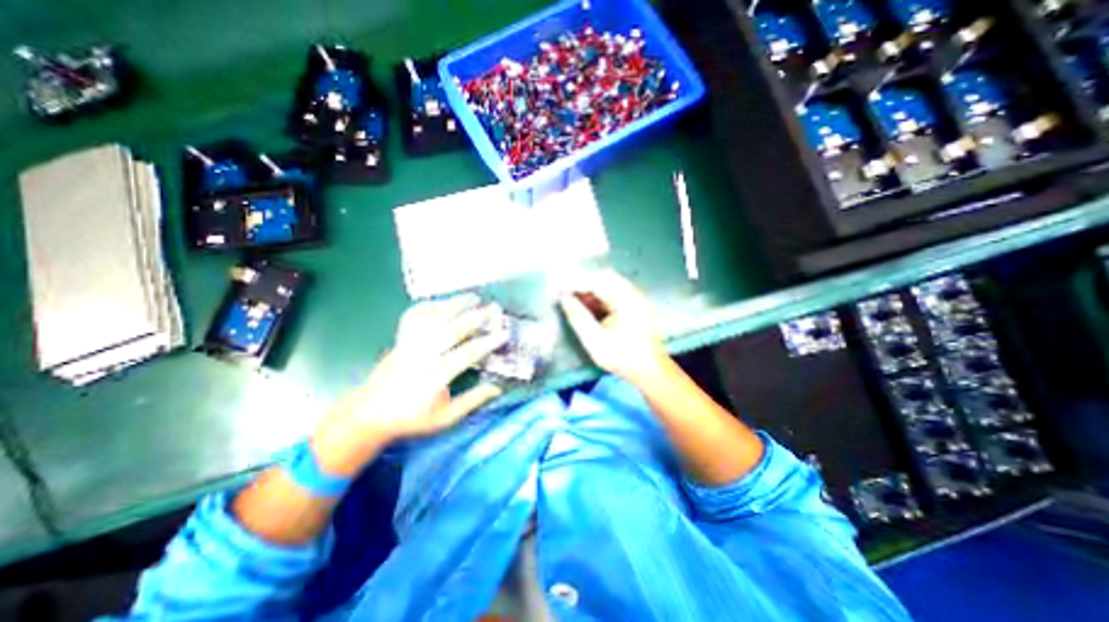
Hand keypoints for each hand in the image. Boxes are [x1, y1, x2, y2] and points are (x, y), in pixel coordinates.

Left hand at [308, 294, 505, 473]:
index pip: (465, 355)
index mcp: (433, 378)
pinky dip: (429, 306)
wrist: (368, 415)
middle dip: (473, 317)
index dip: (486, 343)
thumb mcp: (445, 418)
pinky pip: (413, 317)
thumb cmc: (410, 419)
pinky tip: (443, 303)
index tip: (503, 335)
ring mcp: (408, 346)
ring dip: (454, 305)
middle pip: (450, 330)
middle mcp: (420, 357)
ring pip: (432, 319)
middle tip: (492, 308)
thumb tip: (497, 388)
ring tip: (472, 297)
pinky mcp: (399, 341)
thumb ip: (471, 401)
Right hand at [565, 271, 667, 385]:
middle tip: (565, 291)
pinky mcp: (636, 305)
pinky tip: (589, 305)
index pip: (597, 281)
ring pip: (610, 283)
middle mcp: (633, 294)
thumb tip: (564, 298)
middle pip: (604, 277)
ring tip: (573, 298)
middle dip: (582, 282)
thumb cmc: (622, 357)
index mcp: (625, 300)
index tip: (558, 288)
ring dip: (590, 288)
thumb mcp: (595, 341)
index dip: (575, 283)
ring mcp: (636, 298)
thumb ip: (578, 317)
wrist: (651, 371)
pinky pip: (615, 292)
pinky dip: (600, 295)